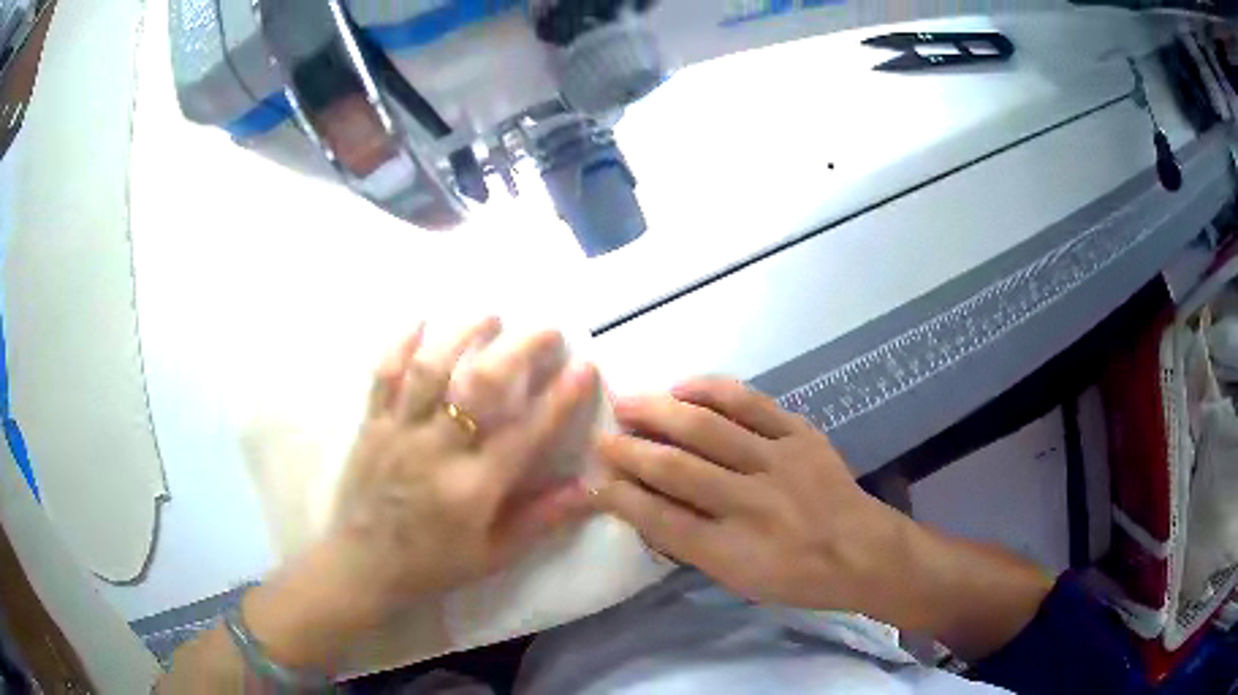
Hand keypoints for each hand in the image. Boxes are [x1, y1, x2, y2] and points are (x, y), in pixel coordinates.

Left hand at [240, 319, 599, 671]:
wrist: (364, 566)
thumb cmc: (434, 564)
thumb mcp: (495, 554)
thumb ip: (543, 519)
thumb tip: (592, 489)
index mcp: (473, 488)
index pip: (525, 433)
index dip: (560, 397)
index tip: (584, 365)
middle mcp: (436, 451)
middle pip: (479, 386)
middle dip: (518, 349)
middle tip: (545, 329)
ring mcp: (399, 433)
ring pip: (431, 369)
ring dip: (463, 334)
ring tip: (490, 315)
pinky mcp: (371, 425)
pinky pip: (384, 375)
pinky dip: (401, 343)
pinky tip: (421, 320)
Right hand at [593, 377, 914, 618]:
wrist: (862, 550)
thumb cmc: (796, 577)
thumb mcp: (739, 580)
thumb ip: (691, 545)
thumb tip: (646, 507)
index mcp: (733, 550)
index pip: (661, 519)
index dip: (620, 497)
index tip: (592, 478)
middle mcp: (751, 503)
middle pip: (677, 469)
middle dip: (630, 450)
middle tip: (601, 435)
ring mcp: (778, 462)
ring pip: (707, 428)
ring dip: (659, 412)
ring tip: (628, 402)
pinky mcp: (800, 435)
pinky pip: (750, 403)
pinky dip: (711, 390)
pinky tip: (683, 386)